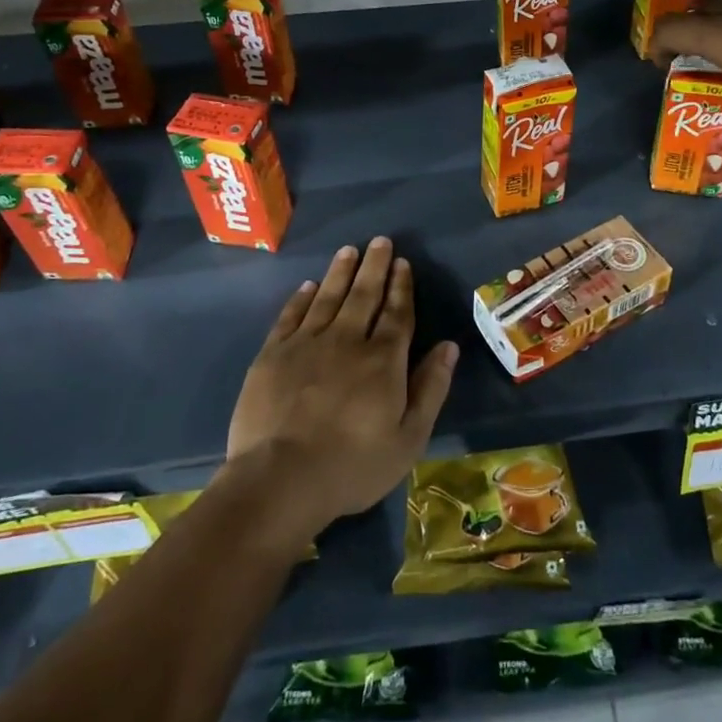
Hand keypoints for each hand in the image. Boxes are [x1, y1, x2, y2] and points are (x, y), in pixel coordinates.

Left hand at [225, 237, 456, 545]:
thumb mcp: (408, 439)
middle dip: (374, 266)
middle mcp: (347, 340)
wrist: (280, 480)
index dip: (401, 287)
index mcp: (383, 360)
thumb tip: (449, 347)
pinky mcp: (273, 354)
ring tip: (349, 250)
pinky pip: (291, 316)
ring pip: (328, 297)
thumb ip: (430, 389)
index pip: (397, 313)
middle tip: (380, 241)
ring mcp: (307, 344)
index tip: (403, 263)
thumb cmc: (352, 466)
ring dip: (340, 272)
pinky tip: (308, 286)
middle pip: (364, 295)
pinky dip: (301, 298)